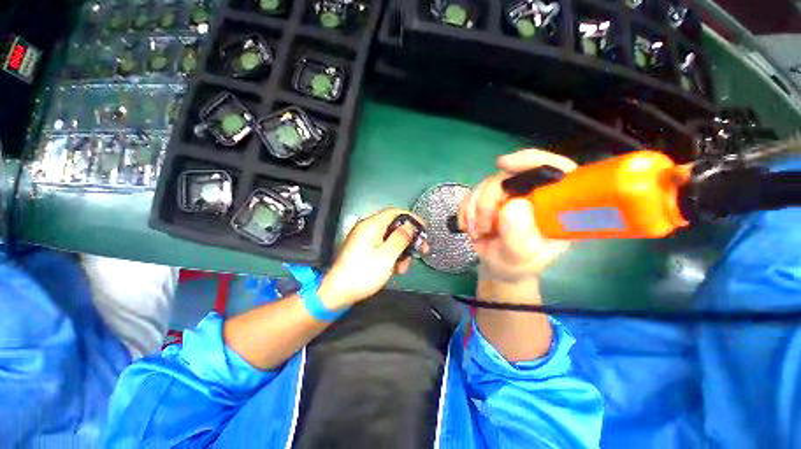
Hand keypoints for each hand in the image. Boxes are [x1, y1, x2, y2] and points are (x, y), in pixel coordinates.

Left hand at [319, 208, 426, 308]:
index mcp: (371, 225)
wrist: (338, 293)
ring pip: (390, 238)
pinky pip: (382, 246)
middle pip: (394, 226)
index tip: (424, 229)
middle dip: (408, 239)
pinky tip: (395, 268)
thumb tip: (410, 226)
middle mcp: (367, 228)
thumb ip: (401, 238)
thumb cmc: (363, 274)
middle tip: (420, 250)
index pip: (396, 212)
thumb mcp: (387, 256)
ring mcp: (364, 239)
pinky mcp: (363, 249)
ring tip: (403, 267)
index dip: (412, 219)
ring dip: (401, 250)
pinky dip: (391, 255)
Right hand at [459, 149, 577, 282]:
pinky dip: (464, 211)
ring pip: (484, 185)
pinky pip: (470, 196)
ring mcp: (507, 195)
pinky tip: (467, 227)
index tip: (504, 165)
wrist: (498, 268)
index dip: (530, 160)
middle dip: (487, 200)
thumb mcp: (521, 257)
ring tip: (477, 233)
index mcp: (552, 204)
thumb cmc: (517, 265)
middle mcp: (530, 194)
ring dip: (473, 210)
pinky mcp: (487, 200)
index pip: (552, 168)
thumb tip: (512, 205)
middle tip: (483, 226)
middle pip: (507, 176)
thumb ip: (518, 236)